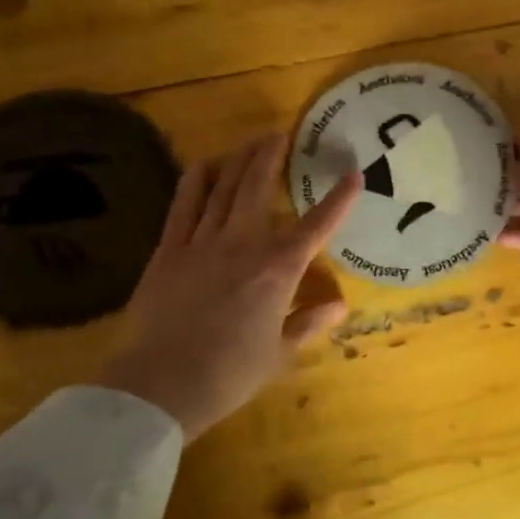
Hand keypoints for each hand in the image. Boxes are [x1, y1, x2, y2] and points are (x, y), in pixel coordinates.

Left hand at [98, 134, 358, 440]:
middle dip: (272, 157)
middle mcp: (243, 245)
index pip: (316, 226)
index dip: (338, 199)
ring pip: (224, 188)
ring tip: (250, 141)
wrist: (165, 383)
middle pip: (259, 188)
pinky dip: (197, 180)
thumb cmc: (231, 374)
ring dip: (239, 160)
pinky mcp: (169, 249)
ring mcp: (203, 242)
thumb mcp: (280, 354)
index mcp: (278, 271)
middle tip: (281, 134)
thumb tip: (340, 305)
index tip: (354, 175)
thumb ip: (309, 323)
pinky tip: (205, 164)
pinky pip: (184, 204)